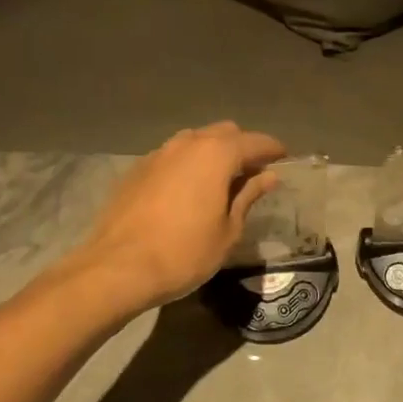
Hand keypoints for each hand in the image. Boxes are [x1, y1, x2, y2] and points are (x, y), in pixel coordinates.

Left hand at [77, 122, 285, 309]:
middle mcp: (187, 143)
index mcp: (216, 154)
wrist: (117, 268)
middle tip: (253, 173)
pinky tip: (188, 191)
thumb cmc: (184, 252)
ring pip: (194, 141)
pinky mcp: (136, 170)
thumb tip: (268, 176)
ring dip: (212, 154)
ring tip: (221, 181)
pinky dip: (187, 165)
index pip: (254, 141)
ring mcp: (158, 154)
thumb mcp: (228, 230)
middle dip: (242, 147)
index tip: (284, 158)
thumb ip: (248, 196)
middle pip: (223, 133)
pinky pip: (172, 157)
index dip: (273, 149)